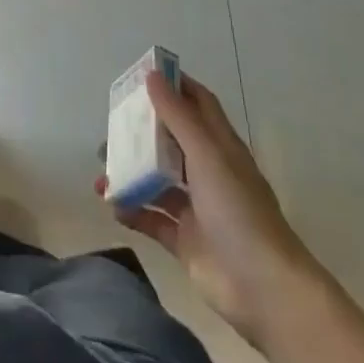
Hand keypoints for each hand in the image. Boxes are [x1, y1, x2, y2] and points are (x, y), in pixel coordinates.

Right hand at [100, 72, 319, 349]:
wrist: (262, 287)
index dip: (174, 86)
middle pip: (169, 141)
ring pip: (155, 180)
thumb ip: (178, 117)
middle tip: (110, 128)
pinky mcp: (184, 239)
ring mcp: (196, 207)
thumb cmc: (238, 211)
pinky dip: (130, 209)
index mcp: (221, 148)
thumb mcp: (207, 156)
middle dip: (140, 132)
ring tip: (102, 173)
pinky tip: (112, 205)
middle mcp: (208, 173)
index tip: (141, 76)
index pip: (198, 104)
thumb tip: (152, 75)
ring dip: (129, 173)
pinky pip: (150, 217)